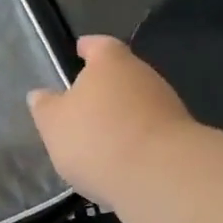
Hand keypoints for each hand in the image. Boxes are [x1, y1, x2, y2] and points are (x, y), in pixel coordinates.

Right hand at [27, 35, 194, 207]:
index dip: (87, 48)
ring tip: (100, 139)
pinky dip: (136, 139)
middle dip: (104, 88)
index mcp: (111, 62)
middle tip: (82, 105)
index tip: (79, 51)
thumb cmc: (98, 138)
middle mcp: (143, 75)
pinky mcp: (180, 137)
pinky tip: (122, 160)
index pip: (98, 45)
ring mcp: (167, 105)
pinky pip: (150, 131)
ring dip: (121, 116)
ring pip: (137, 103)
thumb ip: (46, 107)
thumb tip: (41, 95)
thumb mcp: (54, 124)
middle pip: (121, 74)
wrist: (162, 177)